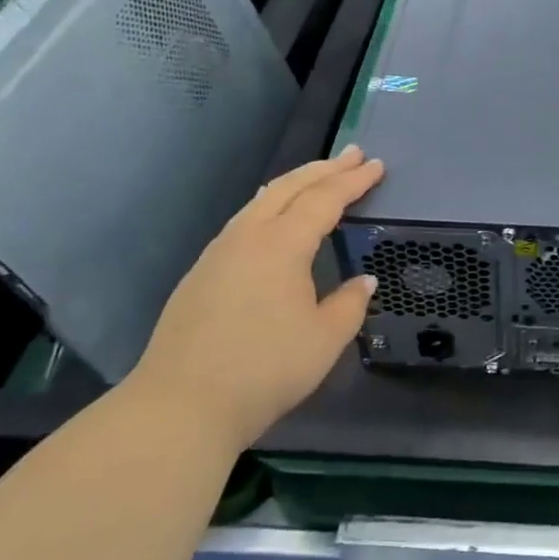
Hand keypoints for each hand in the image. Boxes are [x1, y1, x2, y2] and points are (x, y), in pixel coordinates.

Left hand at [127, 146, 383, 447]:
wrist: (180, 405)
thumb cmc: (264, 369)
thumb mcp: (324, 340)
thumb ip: (350, 304)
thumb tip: (363, 281)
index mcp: (282, 245)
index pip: (325, 200)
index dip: (354, 181)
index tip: (377, 165)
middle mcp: (248, 237)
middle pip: (290, 188)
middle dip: (324, 169)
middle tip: (353, 154)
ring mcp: (219, 253)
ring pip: (261, 201)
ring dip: (294, 184)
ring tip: (316, 176)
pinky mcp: (201, 273)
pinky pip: (244, 221)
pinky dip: (269, 206)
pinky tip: (271, 217)